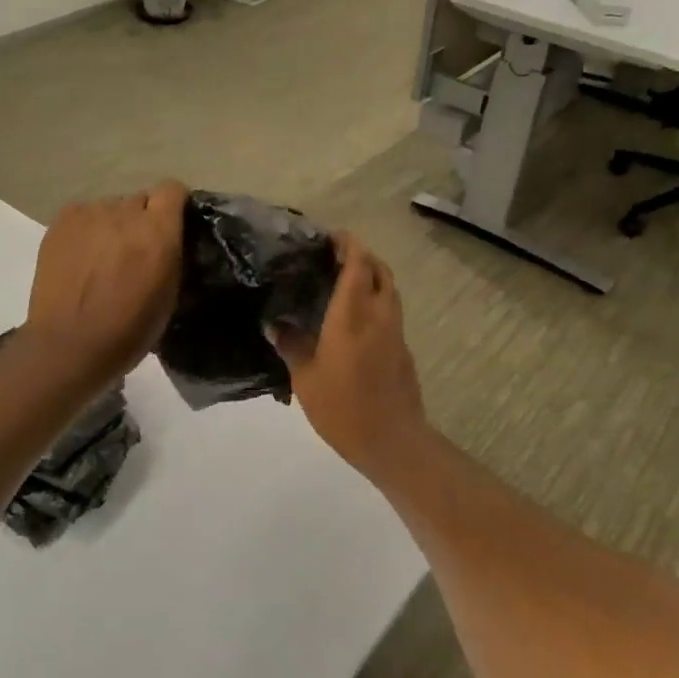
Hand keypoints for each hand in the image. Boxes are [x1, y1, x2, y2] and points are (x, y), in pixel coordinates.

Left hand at [26, 181, 186, 386]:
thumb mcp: (169, 295)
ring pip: (110, 208)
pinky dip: (87, 230)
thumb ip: (171, 256)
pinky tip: (82, 257)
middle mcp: (125, 212)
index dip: (174, 205)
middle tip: (135, 250)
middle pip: (140, 200)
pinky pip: (83, 215)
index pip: (172, 190)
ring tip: (103, 257)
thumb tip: (168, 241)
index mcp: (158, 231)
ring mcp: (89, 214)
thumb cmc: (129, 330)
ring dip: (113, 226)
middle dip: (142, 220)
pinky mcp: (60, 222)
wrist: (70, 345)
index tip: (172, 225)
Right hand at [270, 235, 428, 475]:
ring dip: (372, 277)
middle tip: (335, 257)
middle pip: (380, 270)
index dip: (348, 244)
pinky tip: (355, 319)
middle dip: (362, 256)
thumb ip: (291, 346)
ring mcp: (396, 331)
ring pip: (389, 289)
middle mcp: (379, 315)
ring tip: (345, 283)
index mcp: (352, 315)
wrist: (392, 440)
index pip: (357, 264)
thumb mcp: (305, 379)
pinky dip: (376, 301)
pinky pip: (391, 311)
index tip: (331, 237)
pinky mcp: (403, 349)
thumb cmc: (342, 408)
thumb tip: (275, 324)